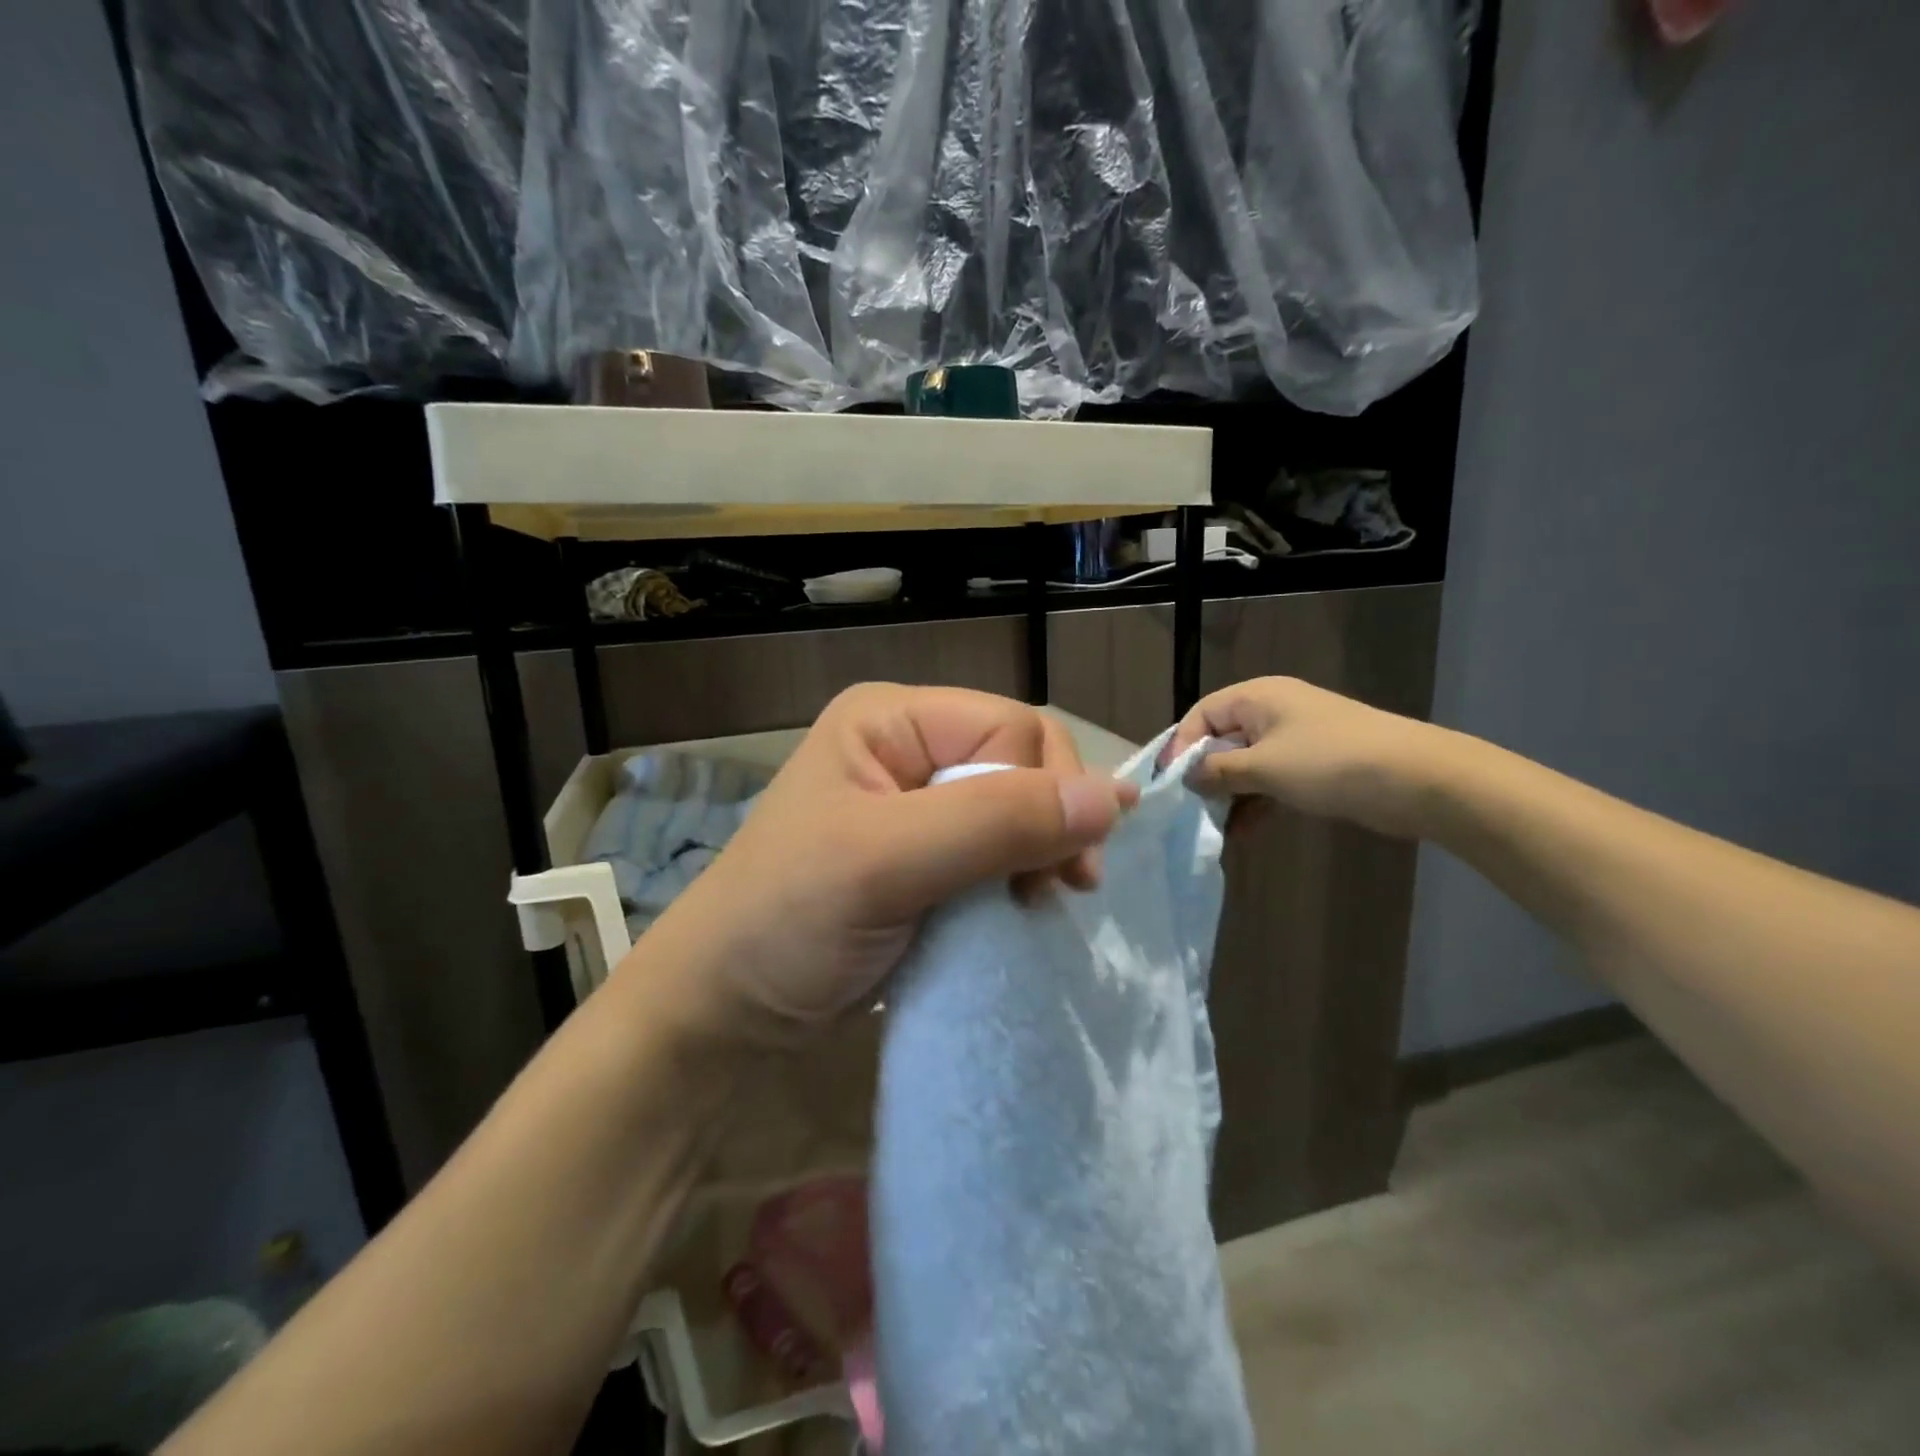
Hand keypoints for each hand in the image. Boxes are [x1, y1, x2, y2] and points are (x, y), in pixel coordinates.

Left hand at [642, 684, 1137, 1037]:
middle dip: (1050, 822)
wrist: (727, 1007)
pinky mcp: (925, 854)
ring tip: (1037, 902)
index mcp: (891, 719)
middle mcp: (909, 747)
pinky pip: (998, 847)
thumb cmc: (789, 919)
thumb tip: (1114, 797)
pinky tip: (1021, 906)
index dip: (1045, 790)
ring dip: (1041, 852)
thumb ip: (995, 822)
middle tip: (1059, 889)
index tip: (1058, 870)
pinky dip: (1018, 876)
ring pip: (1017, 807)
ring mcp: (917, 802)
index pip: (1011, 728)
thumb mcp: (886, 862)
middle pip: (1021, 762)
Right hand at [1164, 677, 1451, 839]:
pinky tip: (1242, 835)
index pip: (1201, 714)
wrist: (1416, 780)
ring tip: (1212, 830)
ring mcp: (1295, 740)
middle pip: (1221, 741)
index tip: (1168, 784)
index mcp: (1257, 697)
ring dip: (1229, 797)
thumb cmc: (1329, 762)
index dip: (1180, 746)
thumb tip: (1186, 778)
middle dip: (1204, 776)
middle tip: (1187, 810)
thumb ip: (1217, 772)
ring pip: (1246, 766)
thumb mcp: (1263, 767)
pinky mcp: (1313, 767)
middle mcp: (1272, 712)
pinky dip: (1256, 805)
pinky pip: (1270, 782)